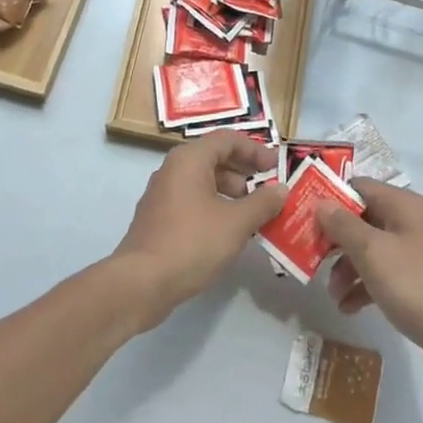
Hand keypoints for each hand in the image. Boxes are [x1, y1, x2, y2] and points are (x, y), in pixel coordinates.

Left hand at [112, 133, 286, 331]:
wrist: (141, 283)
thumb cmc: (192, 243)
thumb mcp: (236, 223)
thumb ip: (262, 203)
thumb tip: (281, 189)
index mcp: (189, 160)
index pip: (227, 139)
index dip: (254, 150)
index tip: (276, 166)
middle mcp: (172, 169)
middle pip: (214, 158)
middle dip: (244, 172)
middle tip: (267, 190)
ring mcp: (162, 194)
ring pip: (203, 182)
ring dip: (231, 192)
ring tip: (253, 215)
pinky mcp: (158, 218)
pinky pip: (192, 201)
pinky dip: (214, 207)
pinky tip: (229, 232)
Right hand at [317, 179, 422, 396]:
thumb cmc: (417, 285)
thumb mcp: (373, 252)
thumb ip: (343, 226)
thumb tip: (320, 202)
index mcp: (403, 206)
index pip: (358, 187)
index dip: (329, 198)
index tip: (301, 216)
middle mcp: (410, 223)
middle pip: (362, 219)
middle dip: (334, 238)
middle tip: (308, 256)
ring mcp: (415, 255)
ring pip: (369, 250)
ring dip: (346, 267)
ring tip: (330, 292)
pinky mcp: (417, 285)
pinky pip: (381, 276)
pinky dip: (362, 288)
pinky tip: (347, 308)